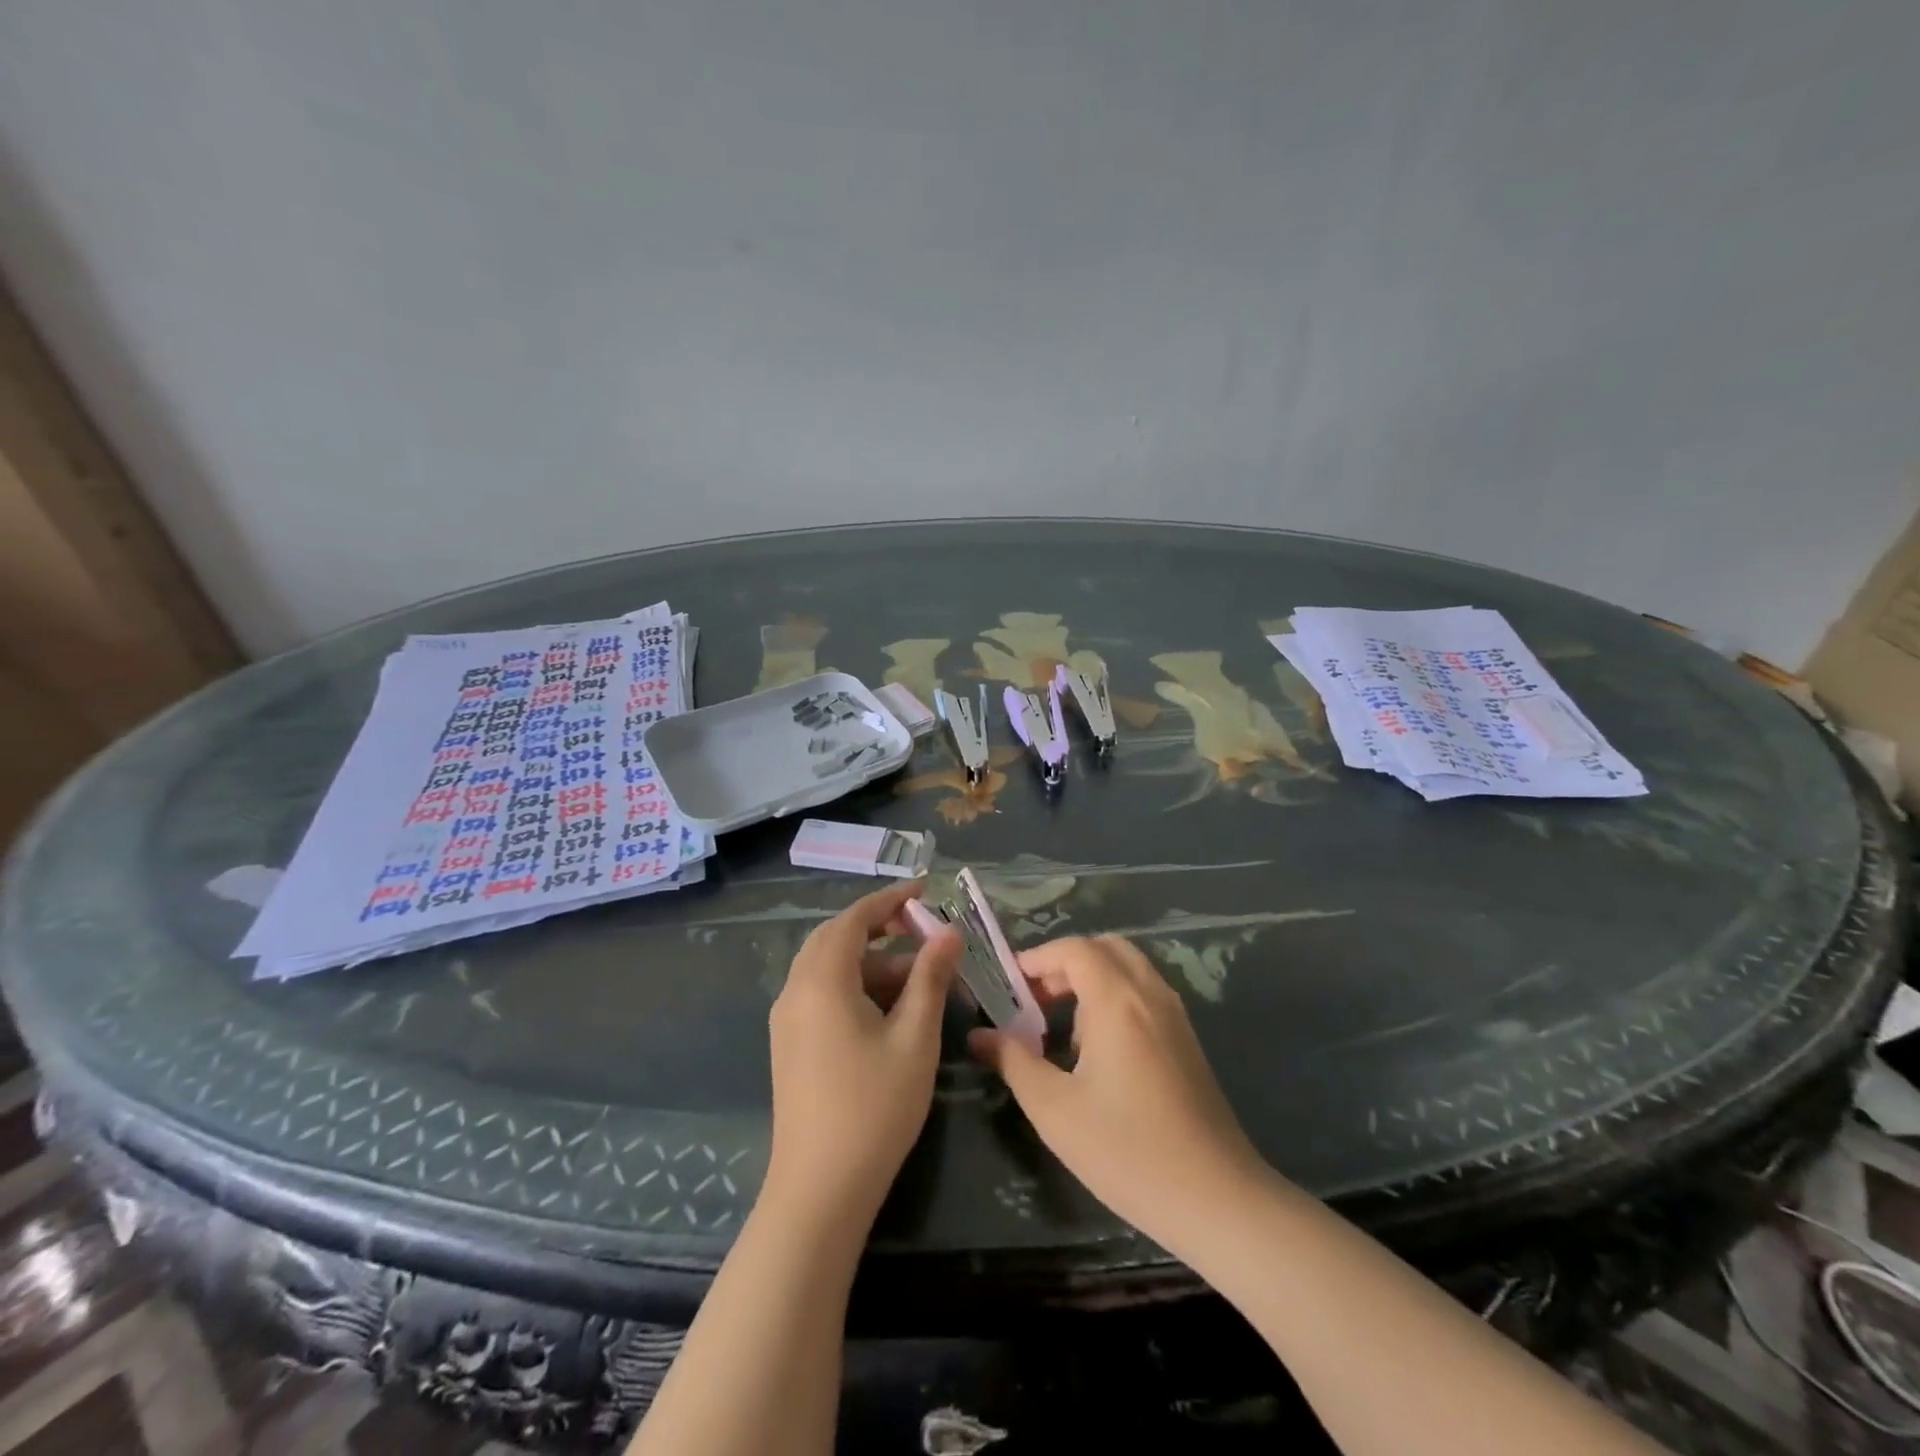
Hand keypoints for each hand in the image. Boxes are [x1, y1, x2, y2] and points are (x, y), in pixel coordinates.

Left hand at [765, 881, 960, 1223]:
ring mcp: (788, 1019)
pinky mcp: (789, 1044)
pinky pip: (821, 993)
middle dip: (878, 927)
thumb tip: (949, 933)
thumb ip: (931, 978)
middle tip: (921, 928)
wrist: (819, 1190)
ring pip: (828, 967)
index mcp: (822, 980)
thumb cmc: (874, 1107)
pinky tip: (889, 1008)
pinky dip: (855, 984)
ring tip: (919, 977)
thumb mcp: (915, 1037)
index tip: (924, 890)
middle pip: (835, 938)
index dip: (889, 899)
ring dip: (870, 960)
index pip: (854, 918)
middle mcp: (796, 990)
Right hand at [968, 935, 1265, 1245]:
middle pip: (1104, 948)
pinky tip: (1098, 1051)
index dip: (1036, 958)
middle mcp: (1150, 994)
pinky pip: (1144, 994)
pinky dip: (1115, 998)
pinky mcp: (1187, 1040)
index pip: (1074, 949)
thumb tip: (979, 1036)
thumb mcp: (1055, 1109)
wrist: (1217, 1199)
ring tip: (1061, 1029)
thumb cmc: (1127, 1151)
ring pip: (1128, 969)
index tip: (1008, 986)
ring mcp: (1175, 1016)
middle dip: (1064, 964)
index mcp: (1118, 1000)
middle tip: (1035, 1000)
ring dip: (1091, 980)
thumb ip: (1013, 1062)